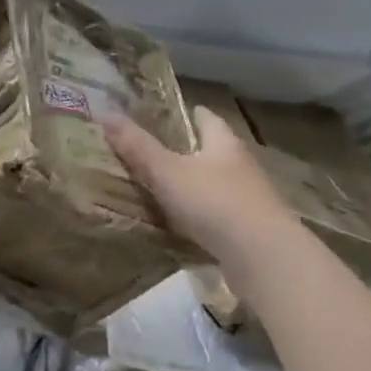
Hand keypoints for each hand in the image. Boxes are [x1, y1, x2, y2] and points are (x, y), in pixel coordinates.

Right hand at [105, 107, 299, 268]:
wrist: (264, 257)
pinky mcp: (252, 229)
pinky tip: (185, 224)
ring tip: (164, 189)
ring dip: (196, 184)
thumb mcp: (168, 173)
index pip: (205, 117)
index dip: (186, 113)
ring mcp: (250, 198)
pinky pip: (222, 214)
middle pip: (213, 149)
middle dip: (188, 150)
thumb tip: (106, 113)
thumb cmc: (215, 203)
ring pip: (218, 182)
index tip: (163, 115)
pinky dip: (203, 215)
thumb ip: (138, 147)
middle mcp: (241, 164)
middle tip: (154, 153)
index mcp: (223, 142)